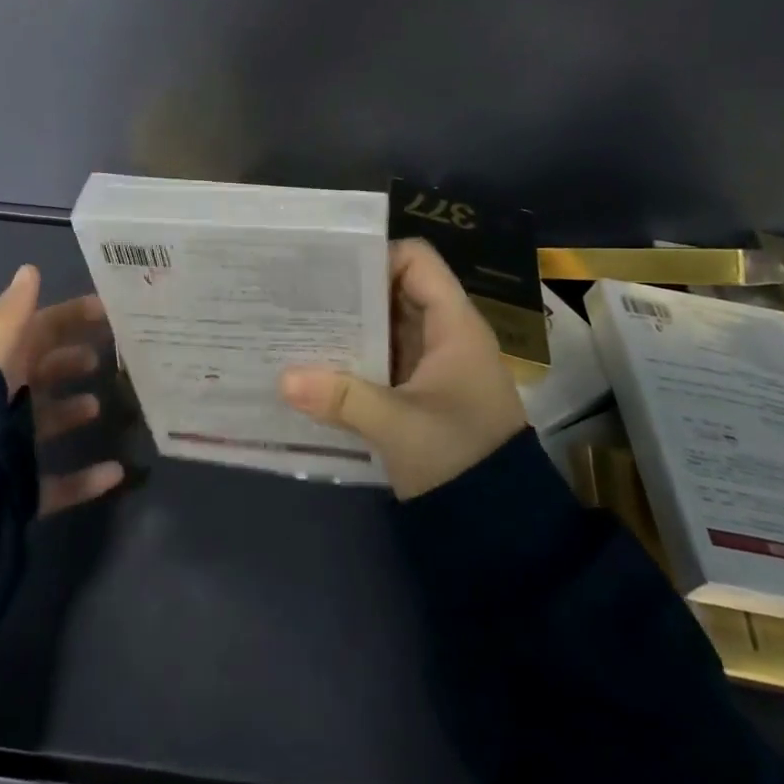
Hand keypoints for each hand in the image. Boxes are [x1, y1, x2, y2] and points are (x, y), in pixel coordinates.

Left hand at [0, 265, 126, 514]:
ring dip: (73, 411)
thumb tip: (29, 269)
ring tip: (99, 405)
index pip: (40, 330)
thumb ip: (15, 309)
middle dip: (70, 361)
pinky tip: (115, 471)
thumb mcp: (0, 344)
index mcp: (3, 364)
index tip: (107, 311)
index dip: (71, 316)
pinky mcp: (23, 488)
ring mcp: (13, 445)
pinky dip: (88, 478)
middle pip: (43, 373)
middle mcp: (6, 400)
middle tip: (103, 358)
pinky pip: (60, 483)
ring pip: (48, 422)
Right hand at [279, 238, 529, 499]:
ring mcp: (430, 363)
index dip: (376, 256)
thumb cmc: (460, 457)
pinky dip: (352, 355)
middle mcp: (443, 334)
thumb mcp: (400, 426)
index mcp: (454, 325)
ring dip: (346, 325)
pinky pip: (380, 356)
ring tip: (296, 323)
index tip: (329, 269)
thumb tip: (283, 378)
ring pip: (383, 324)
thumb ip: (343, 398)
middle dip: (349, 291)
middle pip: (393, 289)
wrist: (500, 527)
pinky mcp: (417, 391)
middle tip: (298, 294)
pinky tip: (314, 363)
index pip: (417, 261)